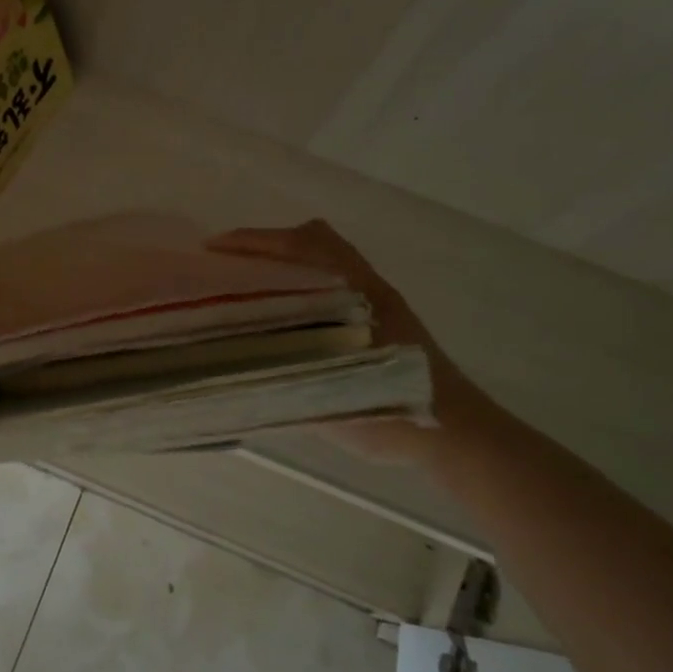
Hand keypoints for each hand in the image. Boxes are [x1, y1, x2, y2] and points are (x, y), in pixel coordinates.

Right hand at [204, 219, 499, 457]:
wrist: (458, 432)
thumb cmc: (398, 411)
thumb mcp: (334, 399)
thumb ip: (285, 379)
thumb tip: (231, 367)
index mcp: (356, 293)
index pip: (300, 245)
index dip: (255, 242)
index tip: (214, 250)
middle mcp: (365, 286)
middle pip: (311, 240)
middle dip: (266, 245)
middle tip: (227, 267)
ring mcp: (374, 299)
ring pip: (321, 260)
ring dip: (284, 263)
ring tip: (246, 287)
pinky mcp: (379, 317)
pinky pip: (328, 282)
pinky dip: (299, 283)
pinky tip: (281, 316)